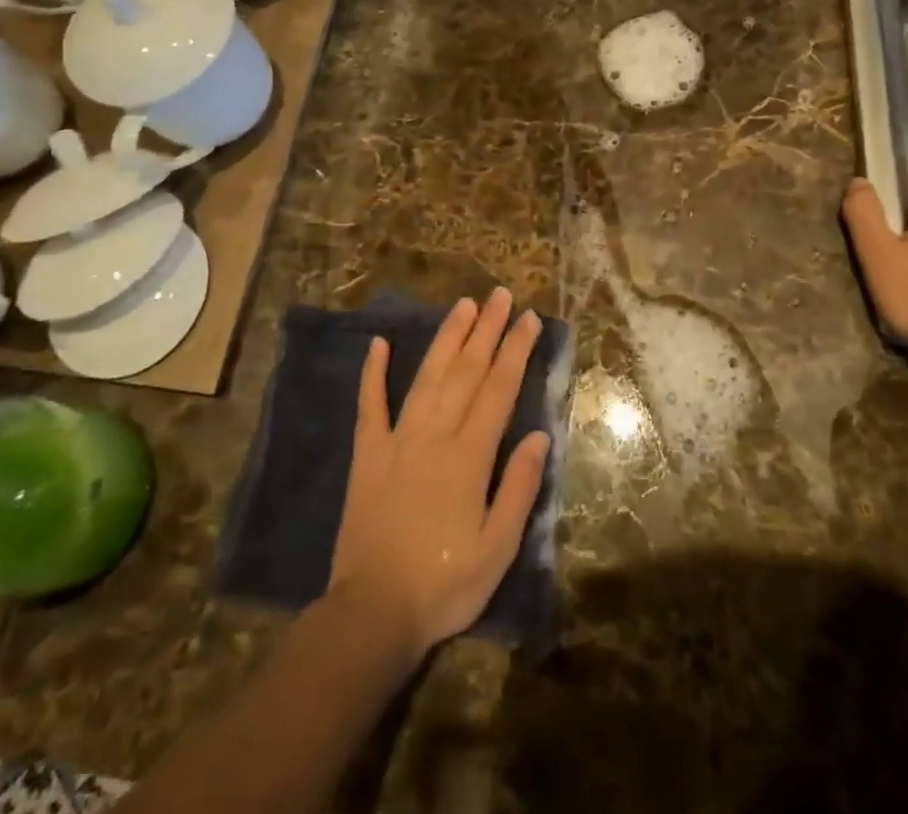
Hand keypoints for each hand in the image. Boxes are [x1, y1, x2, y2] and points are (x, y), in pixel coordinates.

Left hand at [328, 288, 549, 662]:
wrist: (373, 611)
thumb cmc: (444, 584)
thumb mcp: (497, 549)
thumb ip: (518, 488)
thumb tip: (538, 436)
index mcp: (469, 456)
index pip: (499, 390)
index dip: (515, 351)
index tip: (529, 319)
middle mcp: (435, 435)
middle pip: (466, 371)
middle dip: (486, 329)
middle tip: (500, 295)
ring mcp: (397, 439)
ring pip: (427, 376)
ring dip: (446, 338)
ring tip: (462, 305)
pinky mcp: (369, 454)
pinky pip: (370, 404)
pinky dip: (374, 372)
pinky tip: (380, 343)